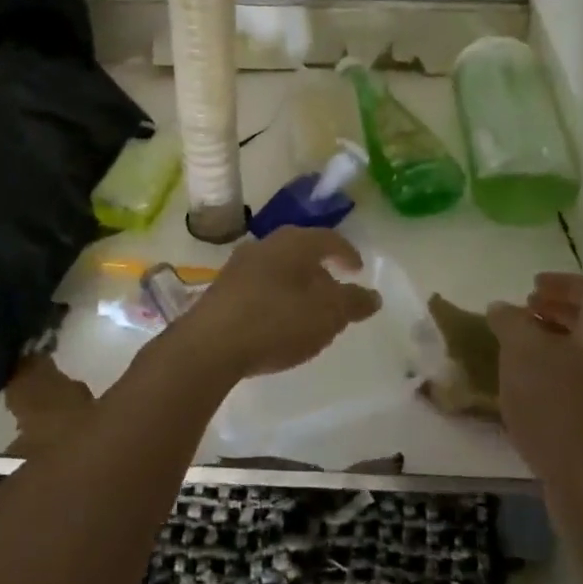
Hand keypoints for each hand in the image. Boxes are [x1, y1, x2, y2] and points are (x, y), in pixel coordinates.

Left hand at [178, 227, 381, 382]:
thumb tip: (373, 295)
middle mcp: (264, 245)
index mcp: (293, 242)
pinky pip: (259, 288)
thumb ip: (353, 303)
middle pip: (301, 252)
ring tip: (308, 313)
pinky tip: (278, 324)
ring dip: (297, 287)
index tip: (358, 270)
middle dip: (321, 272)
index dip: (347, 254)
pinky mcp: (221, 291)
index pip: (328, 239)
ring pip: (278, 270)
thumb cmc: (277, 321)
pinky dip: (276, 299)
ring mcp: (238, 267)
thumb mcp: (327, 315)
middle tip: (335, 294)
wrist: (209, 345)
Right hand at [487, 273, 582, 497]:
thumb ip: (511, 322)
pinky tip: (531, 391)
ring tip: (520, 351)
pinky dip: (558, 374)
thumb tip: (503, 308)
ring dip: (555, 344)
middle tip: (524, 313)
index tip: (531, 286)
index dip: (563, 282)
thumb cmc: (558, 407)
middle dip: (557, 312)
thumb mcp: (523, 353)